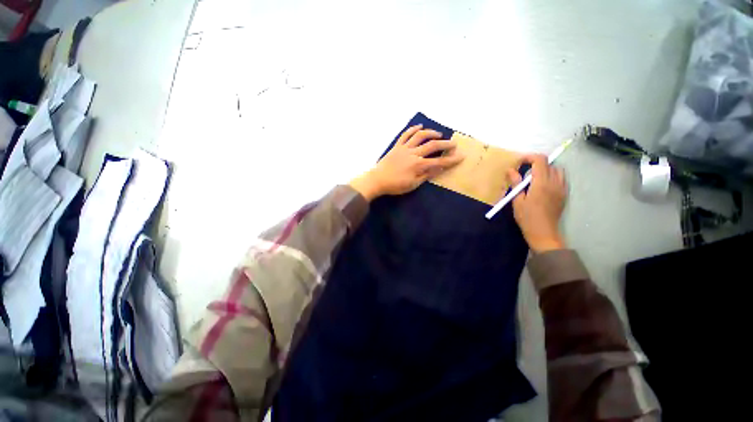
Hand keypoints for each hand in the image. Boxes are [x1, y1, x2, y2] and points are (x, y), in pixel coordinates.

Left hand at [350, 125, 463, 200]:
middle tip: (454, 144)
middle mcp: (413, 154)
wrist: (377, 180)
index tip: (461, 157)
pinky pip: (406, 134)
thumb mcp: (413, 184)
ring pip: (420, 136)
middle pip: (432, 145)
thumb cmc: (395, 185)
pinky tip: (420, 126)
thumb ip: (426, 175)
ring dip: (431, 133)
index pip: (439, 161)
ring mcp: (404, 148)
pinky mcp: (397, 146)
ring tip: (439, 134)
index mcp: (418, 165)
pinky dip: (413, 129)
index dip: (451, 160)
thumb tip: (439, 169)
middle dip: (445, 144)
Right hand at [506, 154, 567, 252]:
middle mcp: (554, 183)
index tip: (519, 162)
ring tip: (533, 179)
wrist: (544, 233)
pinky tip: (542, 186)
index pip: (540, 160)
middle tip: (523, 172)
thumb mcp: (517, 200)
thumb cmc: (527, 218)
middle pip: (549, 164)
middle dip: (535, 163)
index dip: (529, 157)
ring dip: (545, 169)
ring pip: (557, 170)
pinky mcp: (564, 194)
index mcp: (541, 184)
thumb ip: (516, 183)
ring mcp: (561, 188)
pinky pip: (561, 179)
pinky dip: (551, 177)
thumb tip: (511, 170)